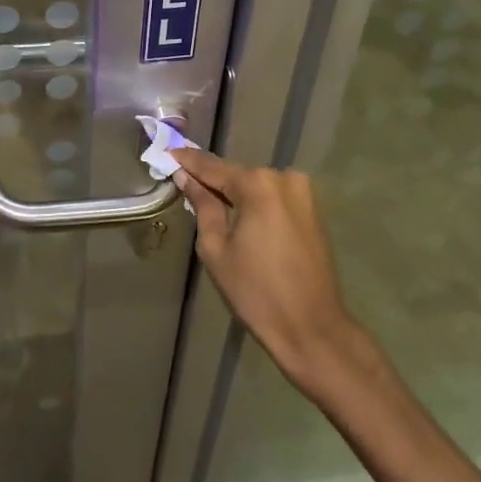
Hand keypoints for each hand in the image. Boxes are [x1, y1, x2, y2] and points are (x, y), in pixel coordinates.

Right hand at [174, 148, 360, 390]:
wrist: (312, 329)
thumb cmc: (256, 292)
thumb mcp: (216, 249)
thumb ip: (202, 206)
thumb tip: (186, 178)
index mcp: (257, 185)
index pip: (212, 167)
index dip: (188, 161)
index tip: (167, 152)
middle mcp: (283, 179)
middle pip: (236, 175)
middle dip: (212, 180)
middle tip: (184, 181)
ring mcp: (303, 193)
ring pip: (256, 187)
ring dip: (234, 193)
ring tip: (208, 203)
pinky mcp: (313, 211)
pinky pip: (274, 199)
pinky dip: (254, 204)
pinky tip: (237, 216)